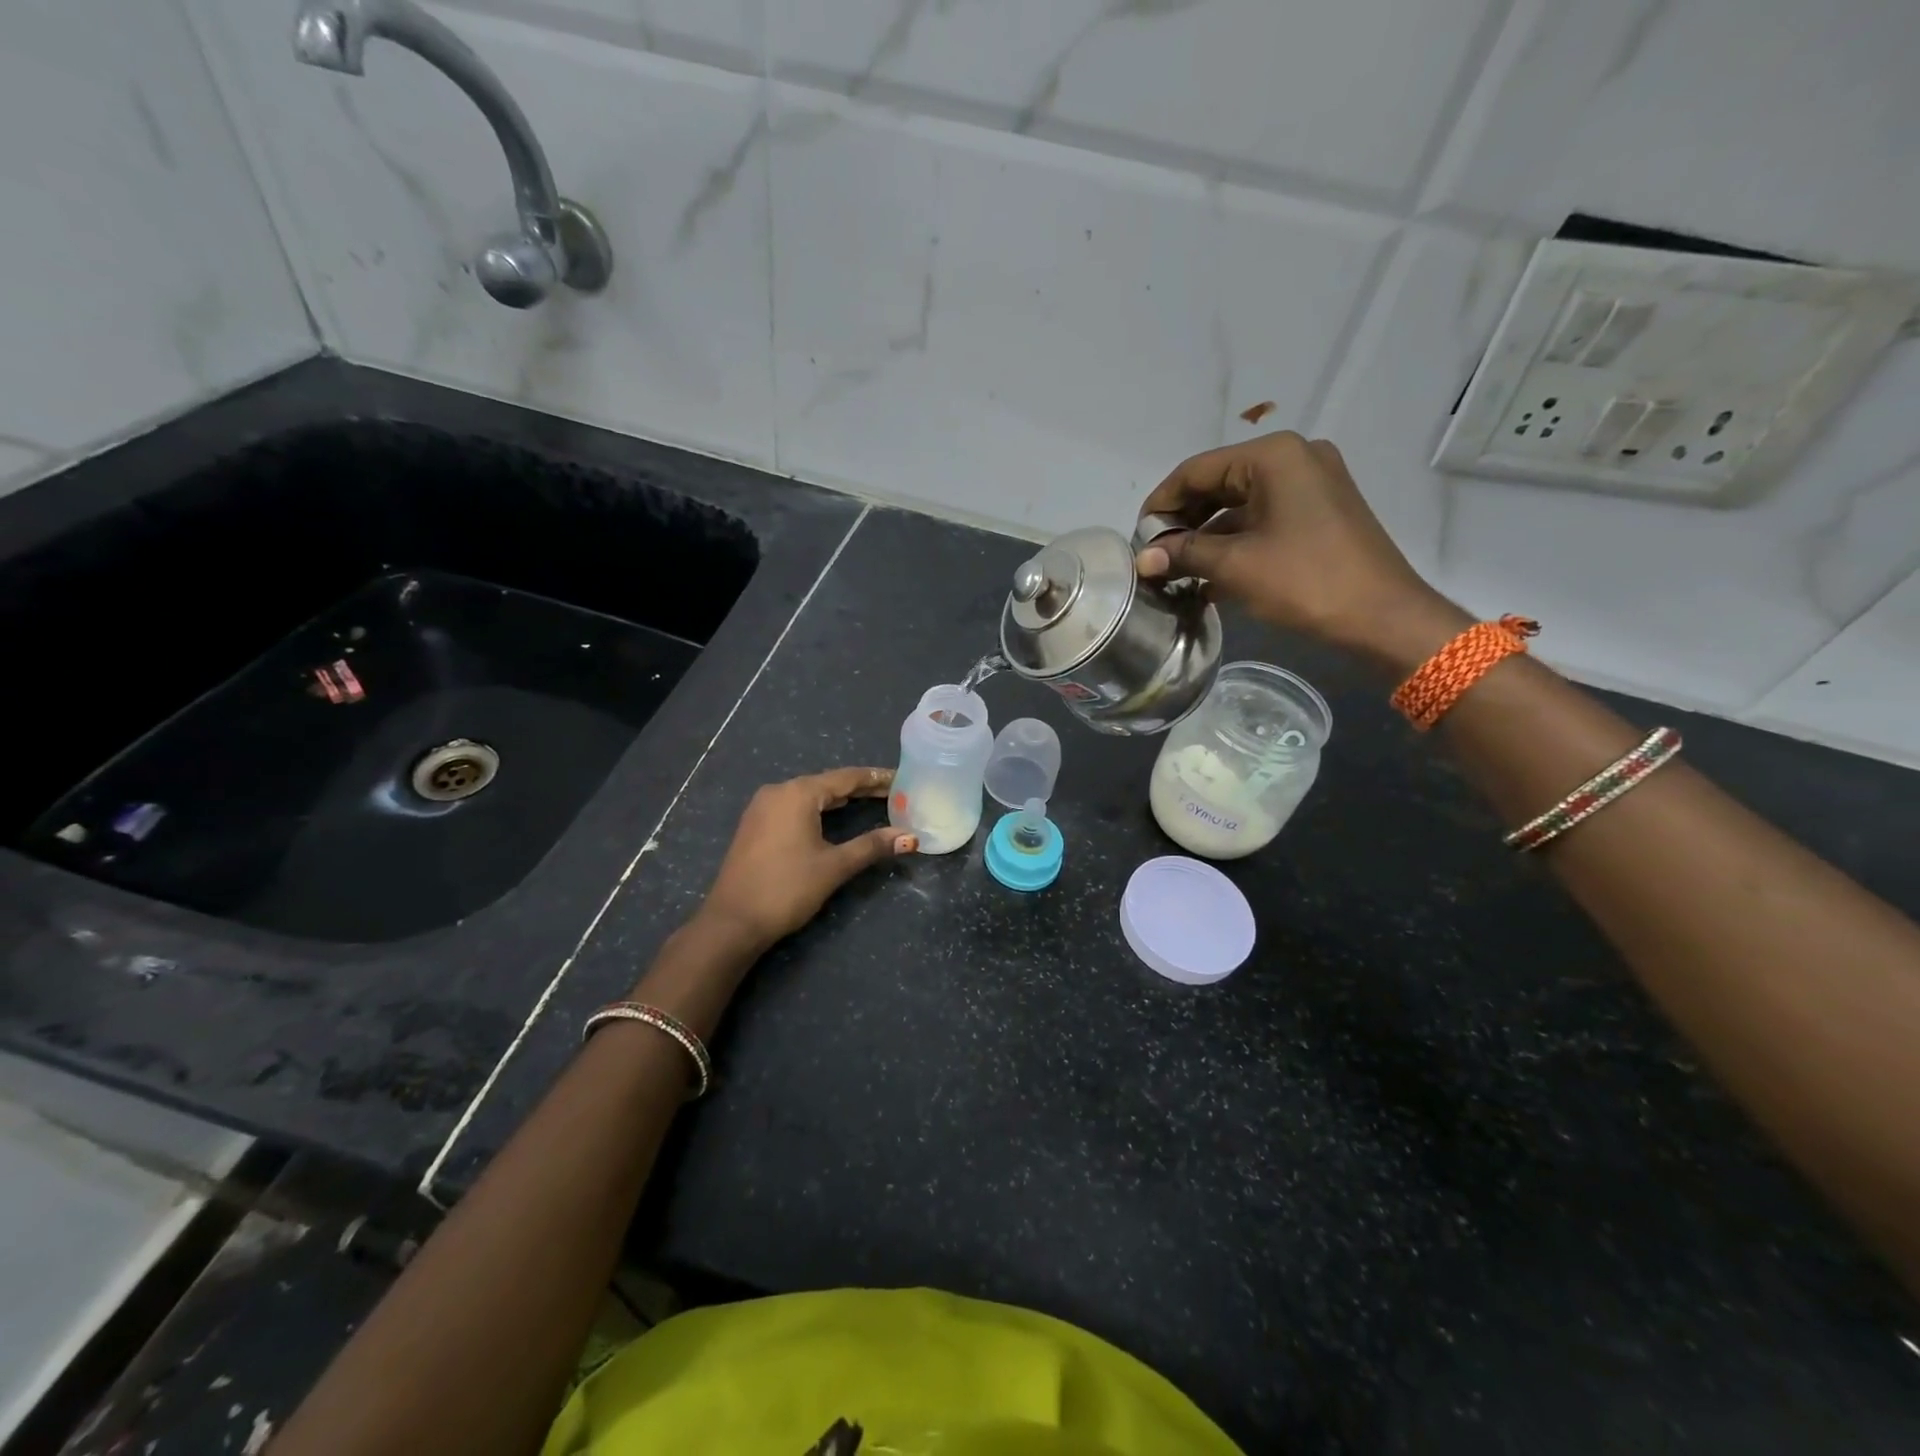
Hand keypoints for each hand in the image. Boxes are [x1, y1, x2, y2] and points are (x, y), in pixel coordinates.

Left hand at [697, 767, 916, 950]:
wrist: (732, 921)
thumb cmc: (787, 888)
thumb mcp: (834, 866)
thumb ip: (871, 846)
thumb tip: (910, 837)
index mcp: (798, 793)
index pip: (846, 777)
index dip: (876, 778)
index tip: (902, 778)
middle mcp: (778, 792)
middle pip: (827, 783)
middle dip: (860, 788)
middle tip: (893, 792)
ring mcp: (762, 808)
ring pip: (809, 795)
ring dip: (839, 799)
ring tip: (870, 801)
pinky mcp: (755, 825)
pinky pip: (794, 807)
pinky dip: (819, 809)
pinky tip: (834, 817)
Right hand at [1135, 431, 1465, 669]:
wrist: (1382, 617)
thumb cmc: (1305, 581)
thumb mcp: (1235, 566)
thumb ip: (1183, 554)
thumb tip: (1142, 559)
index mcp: (1273, 456)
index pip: (1196, 470)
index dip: (1160, 504)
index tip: (1138, 540)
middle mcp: (1294, 458)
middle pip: (1218, 483)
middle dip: (1183, 521)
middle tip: (1155, 557)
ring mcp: (1311, 484)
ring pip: (1239, 504)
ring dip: (1206, 536)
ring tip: (1176, 571)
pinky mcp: (1319, 511)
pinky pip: (1263, 518)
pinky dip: (1234, 542)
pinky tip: (1209, 576)